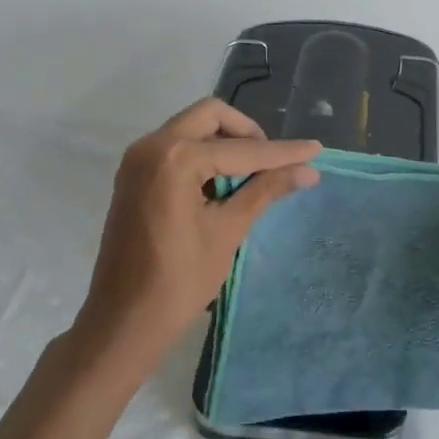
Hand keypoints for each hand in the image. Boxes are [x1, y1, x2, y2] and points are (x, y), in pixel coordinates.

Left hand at [73, 98, 321, 374]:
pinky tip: (221, 185)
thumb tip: (309, 170)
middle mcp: (151, 145)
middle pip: (211, 116)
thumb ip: (266, 190)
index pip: (241, 149)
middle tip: (272, 163)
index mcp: (175, 158)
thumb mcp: (228, 231)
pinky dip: (203, 155)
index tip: (316, 150)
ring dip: (224, 142)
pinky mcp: (133, 174)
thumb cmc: (179, 281)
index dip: (282, 153)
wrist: (122, 321)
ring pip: (192, 128)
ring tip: (251, 177)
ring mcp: (137, 158)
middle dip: (247, 134)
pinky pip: (175, 146)